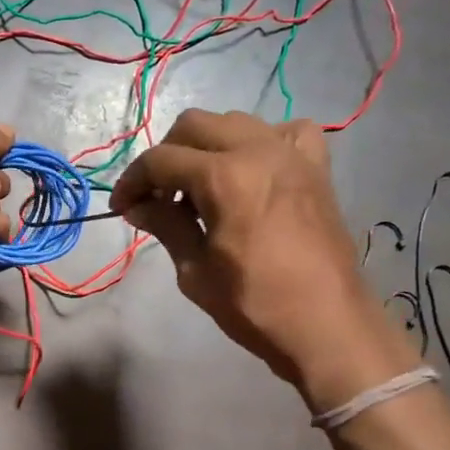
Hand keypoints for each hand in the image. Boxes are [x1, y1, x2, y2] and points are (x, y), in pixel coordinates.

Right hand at [109, 109, 414, 409]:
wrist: (328, 327)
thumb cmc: (255, 305)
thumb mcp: (195, 271)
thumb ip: (166, 226)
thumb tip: (136, 206)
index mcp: (224, 177)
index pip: (161, 160)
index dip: (132, 181)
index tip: (121, 207)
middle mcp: (259, 150)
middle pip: (195, 126)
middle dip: (166, 156)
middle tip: (156, 195)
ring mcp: (292, 155)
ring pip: (235, 122)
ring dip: (207, 146)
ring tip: (198, 186)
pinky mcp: (317, 169)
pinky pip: (287, 132)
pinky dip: (262, 142)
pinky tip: (253, 169)